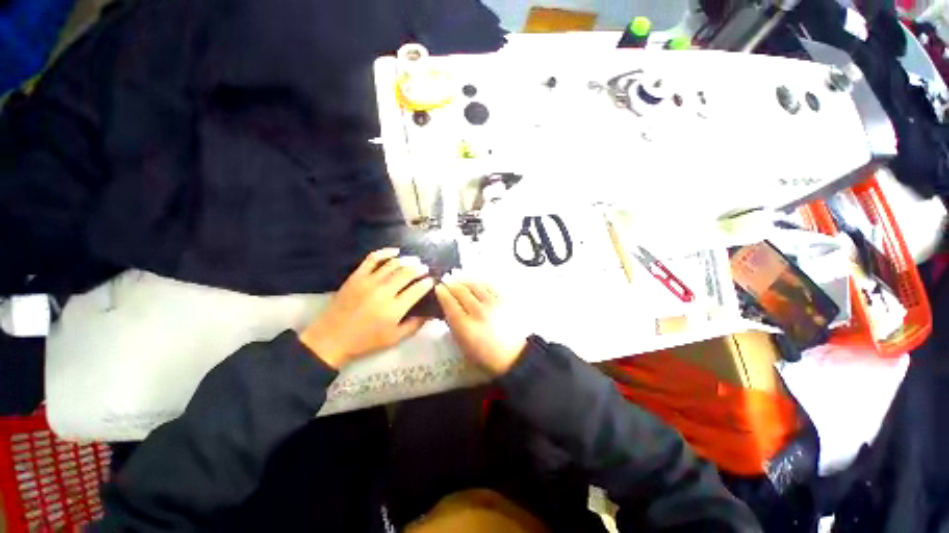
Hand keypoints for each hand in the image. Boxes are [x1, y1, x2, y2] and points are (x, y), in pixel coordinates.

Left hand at [300, 248, 434, 368]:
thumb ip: (414, 325)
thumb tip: (429, 313)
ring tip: (414, 260)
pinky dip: (385, 252)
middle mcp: (384, 292)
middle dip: (420, 269)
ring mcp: (369, 281)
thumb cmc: (366, 341)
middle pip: (407, 273)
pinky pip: (372, 259)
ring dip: (407, 260)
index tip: (432, 281)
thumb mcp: (394, 339)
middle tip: (425, 268)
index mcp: (394, 309)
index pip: (417, 289)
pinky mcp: (356, 276)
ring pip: (393, 264)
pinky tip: (395, 251)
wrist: (332, 338)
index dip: (427, 283)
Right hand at [435, 275, 527, 375]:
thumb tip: (447, 308)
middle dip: (451, 283)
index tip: (438, 287)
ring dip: (464, 279)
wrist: (514, 356)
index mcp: (465, 326)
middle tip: (446, 278)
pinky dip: (479, 281)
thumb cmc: (485, 355)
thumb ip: (454, 325)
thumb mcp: (462, 346)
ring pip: (475, 285)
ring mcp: (493, 304)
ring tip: (457, 275)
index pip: (450, 303)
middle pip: (461, 291)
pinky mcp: (504, 301)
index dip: (442, 293)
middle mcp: (478, 312)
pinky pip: (489, 286)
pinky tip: (474, 280)